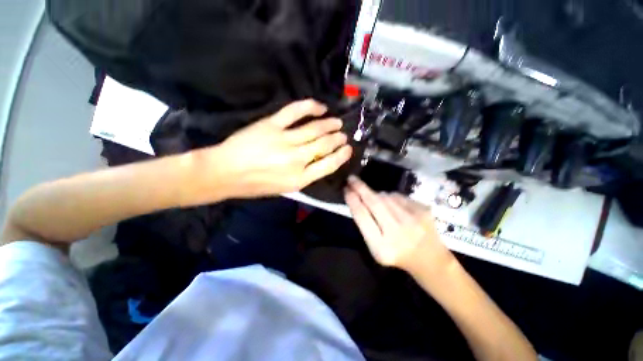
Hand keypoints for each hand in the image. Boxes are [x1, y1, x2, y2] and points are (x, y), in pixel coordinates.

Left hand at [215, 100, 352, 197]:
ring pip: (315, 129)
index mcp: (300, 179)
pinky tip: (320, 107)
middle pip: (324, 145)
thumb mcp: (285, 189)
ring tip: (337, 122)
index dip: (341, 155)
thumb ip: (305, 176)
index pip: (329, 165)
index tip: (348, 149)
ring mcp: (285, 140)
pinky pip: (295, 112)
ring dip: (329, 124)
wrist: (226, 173)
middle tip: (343, 134)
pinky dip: (310, 107)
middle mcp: (296, 159)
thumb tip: (320, 161)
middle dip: (337, 139)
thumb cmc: (256, 185)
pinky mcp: (272, 125)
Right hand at [344, 176, 452, 271]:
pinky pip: (398, 196)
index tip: (346, 189)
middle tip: (351, 178)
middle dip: (360, 188)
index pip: (362, 216)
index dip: (352, 201)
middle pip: (374, 202)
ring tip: (376, 201)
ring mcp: (413, 219)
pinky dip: (391, 197)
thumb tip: (358, 197)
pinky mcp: (423, 210)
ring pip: (386, 196)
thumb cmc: (397, 255)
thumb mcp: (375, 248)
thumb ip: (366, 225)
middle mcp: (397, 231)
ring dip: (376, 195)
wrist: (430, 259)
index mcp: (382, 247)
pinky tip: (393, 206)